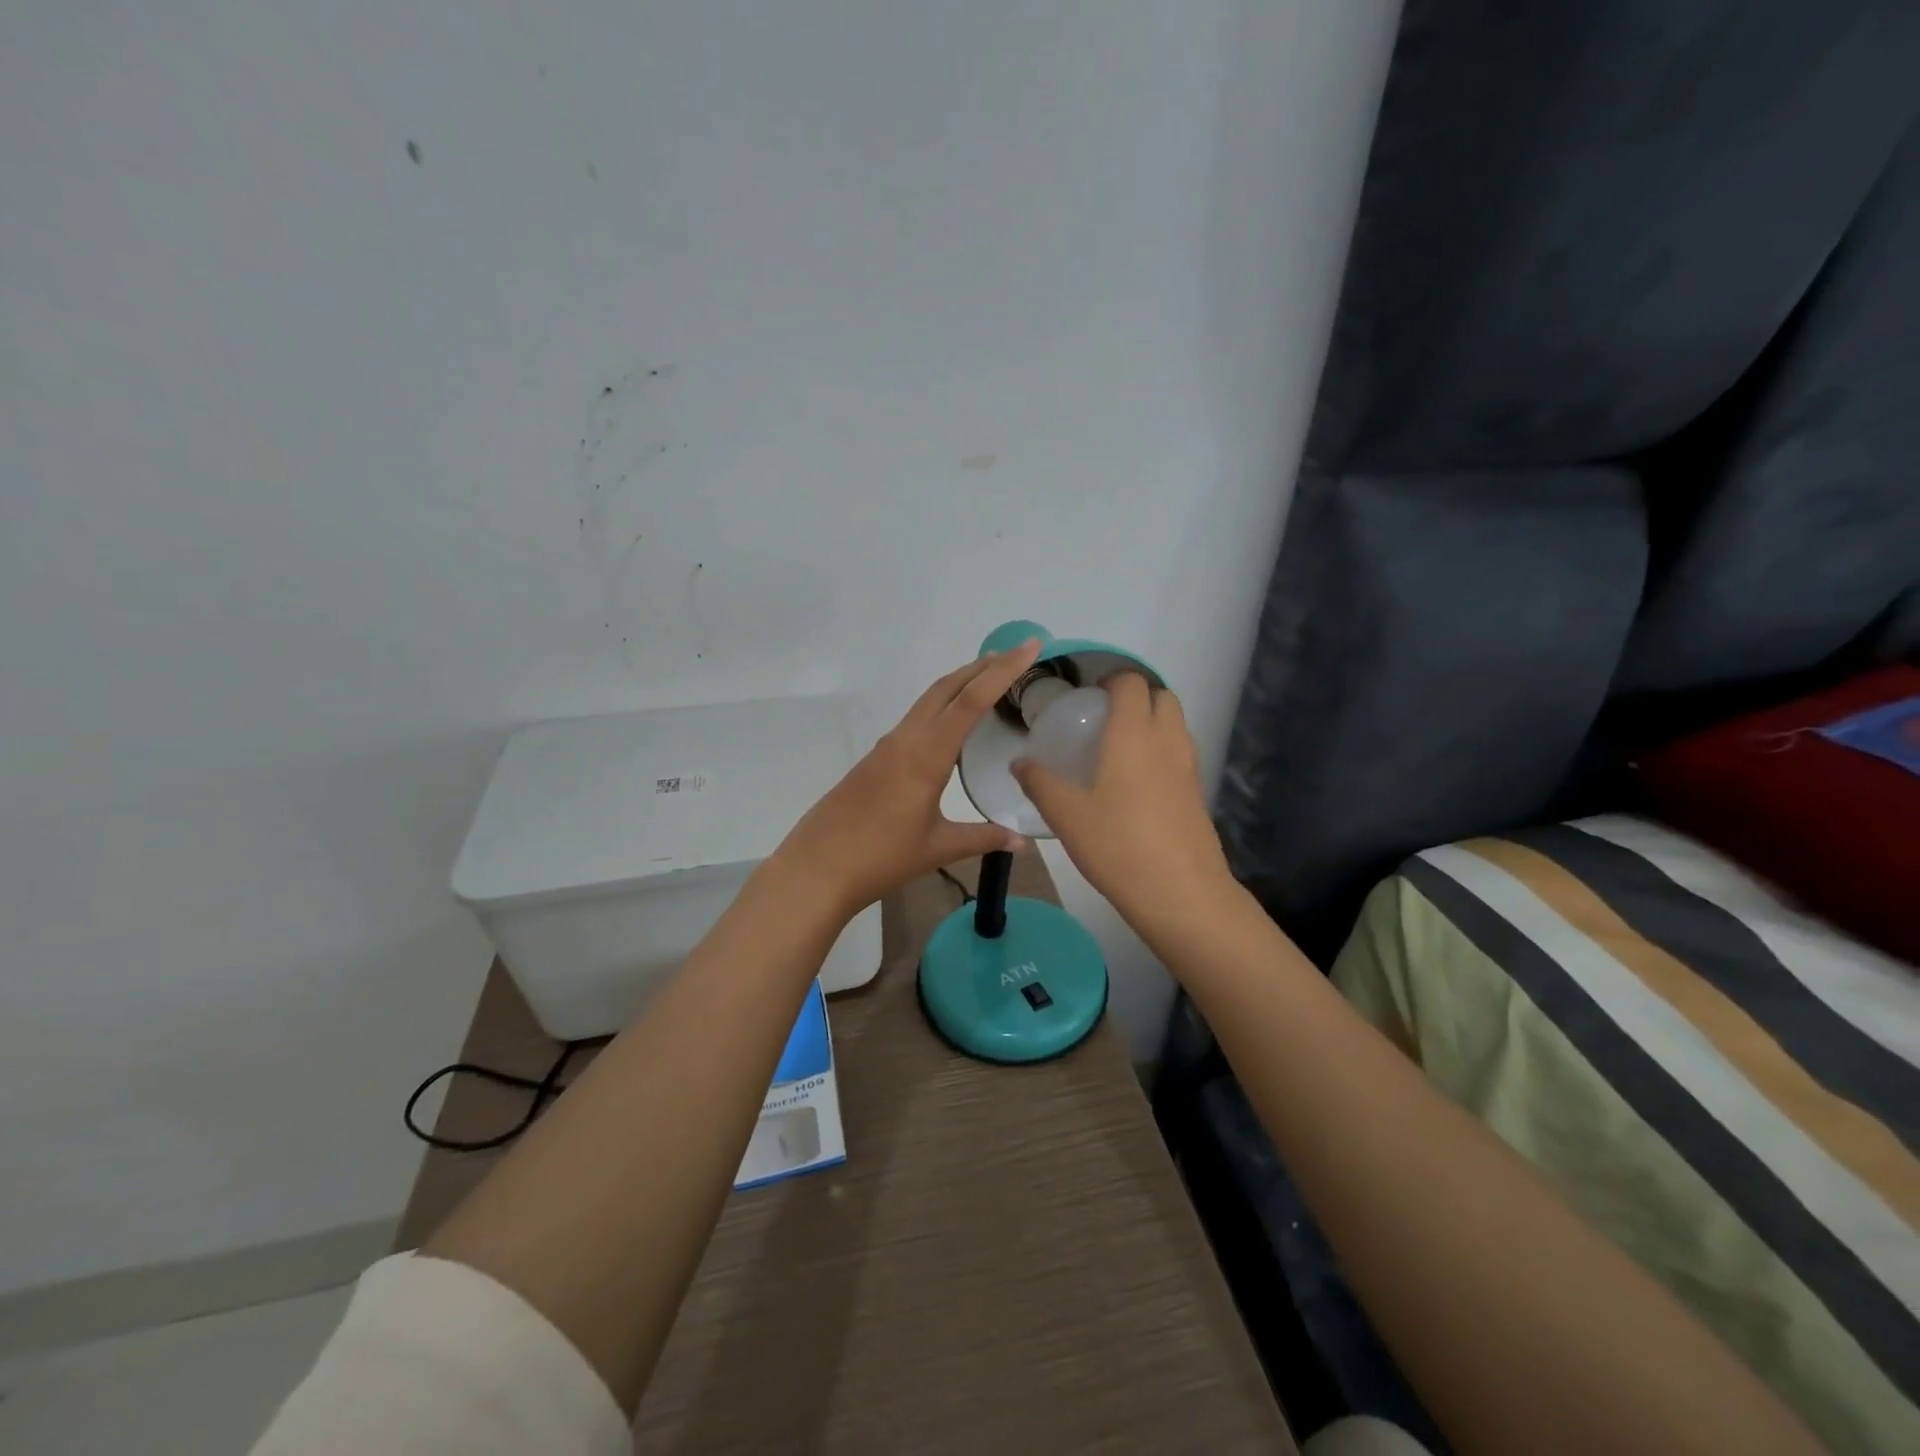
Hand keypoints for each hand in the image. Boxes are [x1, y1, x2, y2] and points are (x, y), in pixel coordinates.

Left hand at [771, 640, 1042, 918]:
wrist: (816, 869)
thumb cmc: (880, 858)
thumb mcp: (938, 848)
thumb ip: (982, 838)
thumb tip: (1022, 841)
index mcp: (926, 755)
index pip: (971, 701)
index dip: (1003, 671)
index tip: (1029, 646)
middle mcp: (906, 740)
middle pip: (946, 688)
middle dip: (981, 667)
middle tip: (1014, 654)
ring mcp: (887, 748)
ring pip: (928, 701)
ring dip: (959, 684)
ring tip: (988, 680)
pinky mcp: (874, 760)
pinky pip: (915, 720)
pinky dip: (941, 707)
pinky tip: (951, 725)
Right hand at [1011, 673, 1235, 935]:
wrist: (1180, 893)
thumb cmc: (1117, 844)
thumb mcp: (1066, 815)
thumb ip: (1040, 783)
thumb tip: (1019, 763)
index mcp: (1133, 734)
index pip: (1132, 683)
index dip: (1113, 680)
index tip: (1091, 695)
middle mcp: (1167, 741)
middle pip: (1163, 697)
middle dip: (1138, 697)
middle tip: (1106, 719)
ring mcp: (1190, 768)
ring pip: (1177, 726)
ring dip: (1154, 723)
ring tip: (1120, 750)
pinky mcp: (1199, 795)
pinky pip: (1182, 756)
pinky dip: (1164, 753)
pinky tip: (1138, 786)